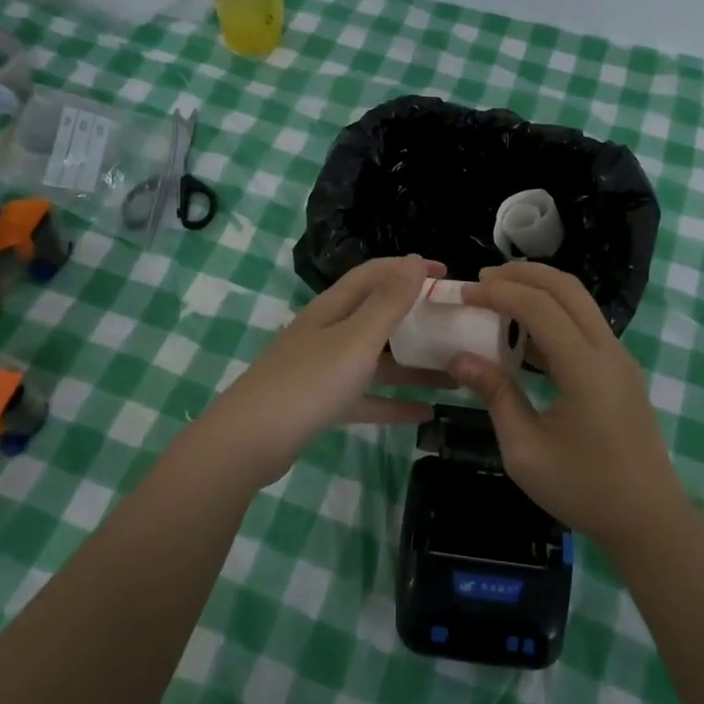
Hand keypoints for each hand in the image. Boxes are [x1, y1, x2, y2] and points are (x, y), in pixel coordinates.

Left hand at [196, 255, 448, 485]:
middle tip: (454, 324)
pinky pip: (366, 397)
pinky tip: (426, 414)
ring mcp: (323, 369)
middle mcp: (328, 332)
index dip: (409, 269)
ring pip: (376, 360)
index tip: (447, 274)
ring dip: (413, 365)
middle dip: (416, 318)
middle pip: (377, 316)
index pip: (375, 274)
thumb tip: (414, 260)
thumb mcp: (356, 339)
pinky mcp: (322, 404)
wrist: (249, 442)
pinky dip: (394, 402)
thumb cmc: (308, 382)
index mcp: (333, 308)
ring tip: (455, 374)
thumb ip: (388, 303)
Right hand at [449, 263, 685, 547]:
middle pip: (566, 288)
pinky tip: (523, 335)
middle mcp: (607, 351)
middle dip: (522, 275)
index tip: (464, 293)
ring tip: (498, 298)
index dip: (499, 293)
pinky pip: (584, 326)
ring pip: (579, 303)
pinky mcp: (620, 371)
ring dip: (539, 291)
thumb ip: (495, 395)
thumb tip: (459, 358)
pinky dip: (553, 315)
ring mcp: (619, 359)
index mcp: (585, 368)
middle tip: (482, 280)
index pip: (540, 307)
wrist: (649, 519)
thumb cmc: (584, 489)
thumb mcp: (525, 451)